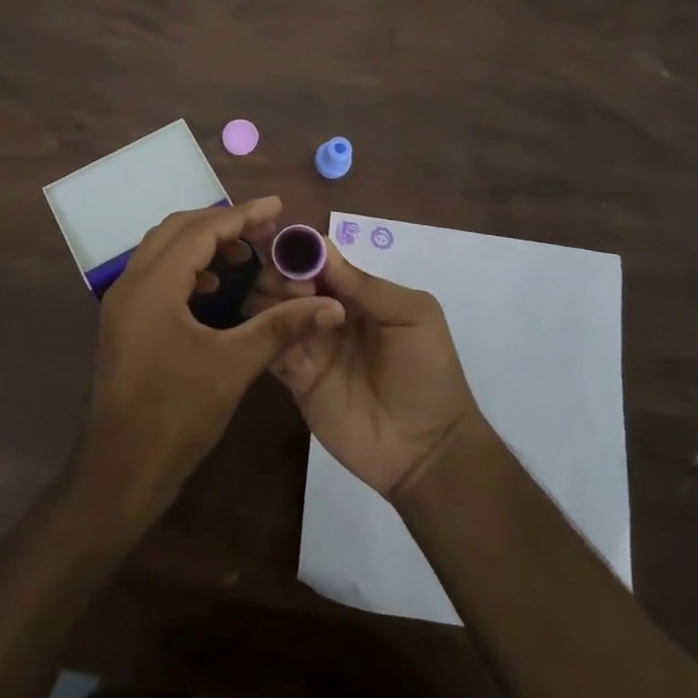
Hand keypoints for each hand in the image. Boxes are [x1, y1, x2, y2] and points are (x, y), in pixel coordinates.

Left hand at [74, 197, 344, 524]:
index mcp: (153, 286)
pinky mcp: (123, 324)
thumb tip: (331, 306)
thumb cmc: (176, 415)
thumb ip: (281, 328)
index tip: (278, 207)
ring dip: (201, 244)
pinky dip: (186, 269)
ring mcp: (121, 305)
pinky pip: (155, 275)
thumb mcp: (233, 366)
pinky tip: (212, 289)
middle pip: (176, 230)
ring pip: (162, 251)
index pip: (201, 231)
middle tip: (263, 230)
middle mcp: (130, 284)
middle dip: (221, 223)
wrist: (120, 472)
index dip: (242, 216)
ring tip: (242, 255)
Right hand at [260, 239, 478, 500]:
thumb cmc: (429, 372)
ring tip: (295, 310)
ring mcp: (307, 343)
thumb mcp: (412, 315)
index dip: (298, 249)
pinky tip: (285, 338)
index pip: (316, 258)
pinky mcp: (294, 377)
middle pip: (284, 278)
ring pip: (269, 308)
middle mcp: (324, 310)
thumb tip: (319, 248)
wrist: (427, 448)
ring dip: (272, 299)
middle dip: (282, 272)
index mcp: (354, 291)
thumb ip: (366, 284)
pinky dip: (268, 335)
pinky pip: (269, 347)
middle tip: (299, 288)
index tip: (289, 250)